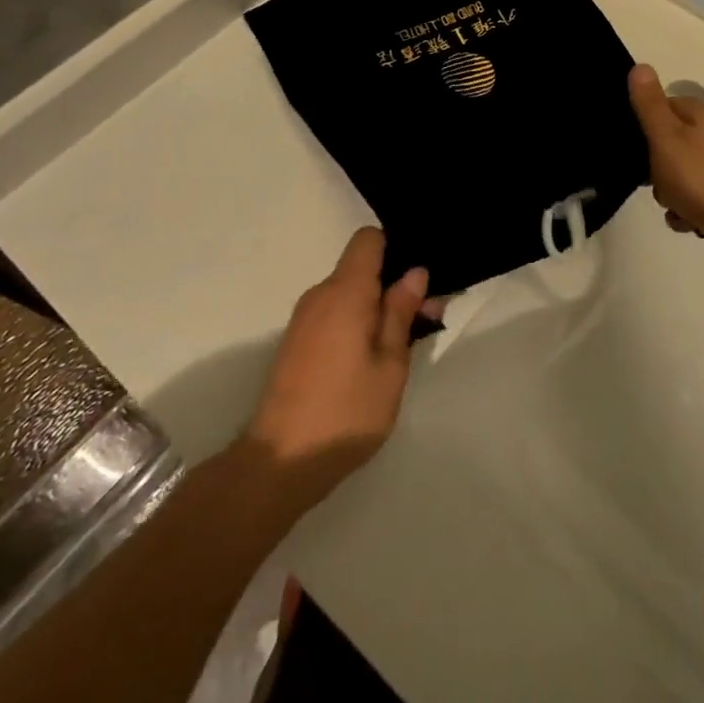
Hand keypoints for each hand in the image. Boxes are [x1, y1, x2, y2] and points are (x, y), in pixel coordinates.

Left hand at [245, 228, 431, 505]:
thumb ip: (401, 313)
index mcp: (345, 292)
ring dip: (374, 308)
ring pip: (347, 294)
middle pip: (360, 268)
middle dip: (391, 285)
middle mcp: (319, 295)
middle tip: (424, 319)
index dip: (394, 249)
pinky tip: (369, 360)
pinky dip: (354, 324)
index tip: (416, 279)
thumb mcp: (390, 365)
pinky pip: (332, 314)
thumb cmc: (346, 412)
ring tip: (400, 347)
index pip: (367, 239)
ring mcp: (303, 319)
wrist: (279, 463)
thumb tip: (414, 272)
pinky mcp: (295, 342)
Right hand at [627, 65, 703, 267]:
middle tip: (652, 179)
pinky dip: (684, 211)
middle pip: (665, 144)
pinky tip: (687, 221)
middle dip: (653, 167)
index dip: (641, 125)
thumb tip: (640, 66)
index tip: (631, 145)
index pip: (659, 107)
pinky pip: (690, 199)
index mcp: (698, 115)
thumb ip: (649, 105)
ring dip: (668, 193)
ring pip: (674, 175)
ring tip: (674, 204)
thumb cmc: (702, 179)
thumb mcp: (666, 138)